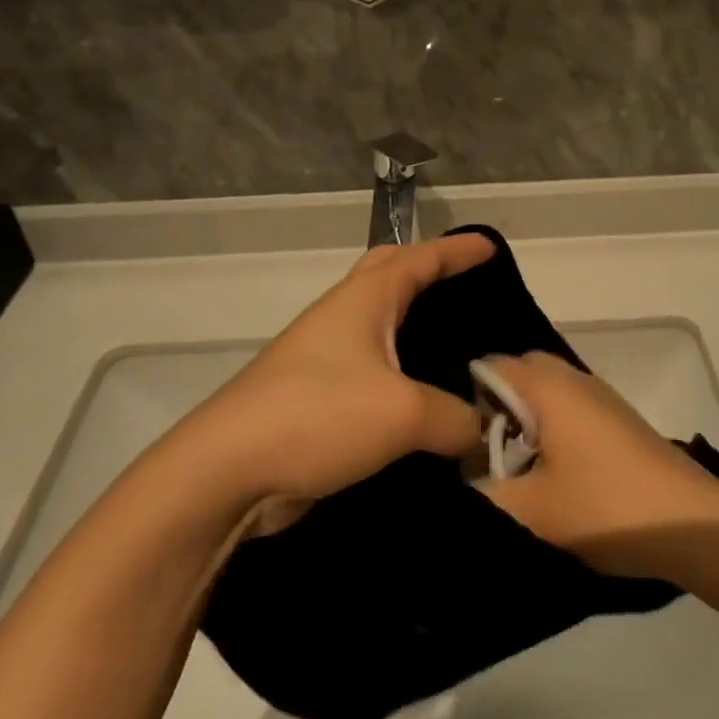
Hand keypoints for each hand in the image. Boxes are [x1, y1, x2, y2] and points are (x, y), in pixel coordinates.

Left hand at [183, 234, 493, 512]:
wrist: (227, 470)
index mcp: (364, 299)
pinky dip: (400, 368)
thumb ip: (456, 419)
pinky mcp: (316, 394)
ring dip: (412, 322)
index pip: (420, 258)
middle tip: (465, 285)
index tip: (491, 248)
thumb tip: (480, 431)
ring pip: (378, 323)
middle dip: (426, 269)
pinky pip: (371, 367)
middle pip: (388, 273)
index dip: (457, 250)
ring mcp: (323, 354)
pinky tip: (421, 397)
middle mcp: (343, 316)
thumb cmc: (318, 415)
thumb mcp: (404, 414)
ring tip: (453, 343)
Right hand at [476, 352, 718, 578]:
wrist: (690, 524)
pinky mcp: (616, 419)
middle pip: (518, 375)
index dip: (463, 398)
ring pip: (545, 393)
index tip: (451, 438)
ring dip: (525, 422)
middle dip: (494, 409)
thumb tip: (455, 484)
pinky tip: (550, 473)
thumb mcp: (530, 511)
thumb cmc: (604, 506)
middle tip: (480, 455)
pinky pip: (568, 408)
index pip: (489, 366)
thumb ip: (480, 496)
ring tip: (512, 470)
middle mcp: (572, 377)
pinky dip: (550, 429)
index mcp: (546, 385)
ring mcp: (599, 396)